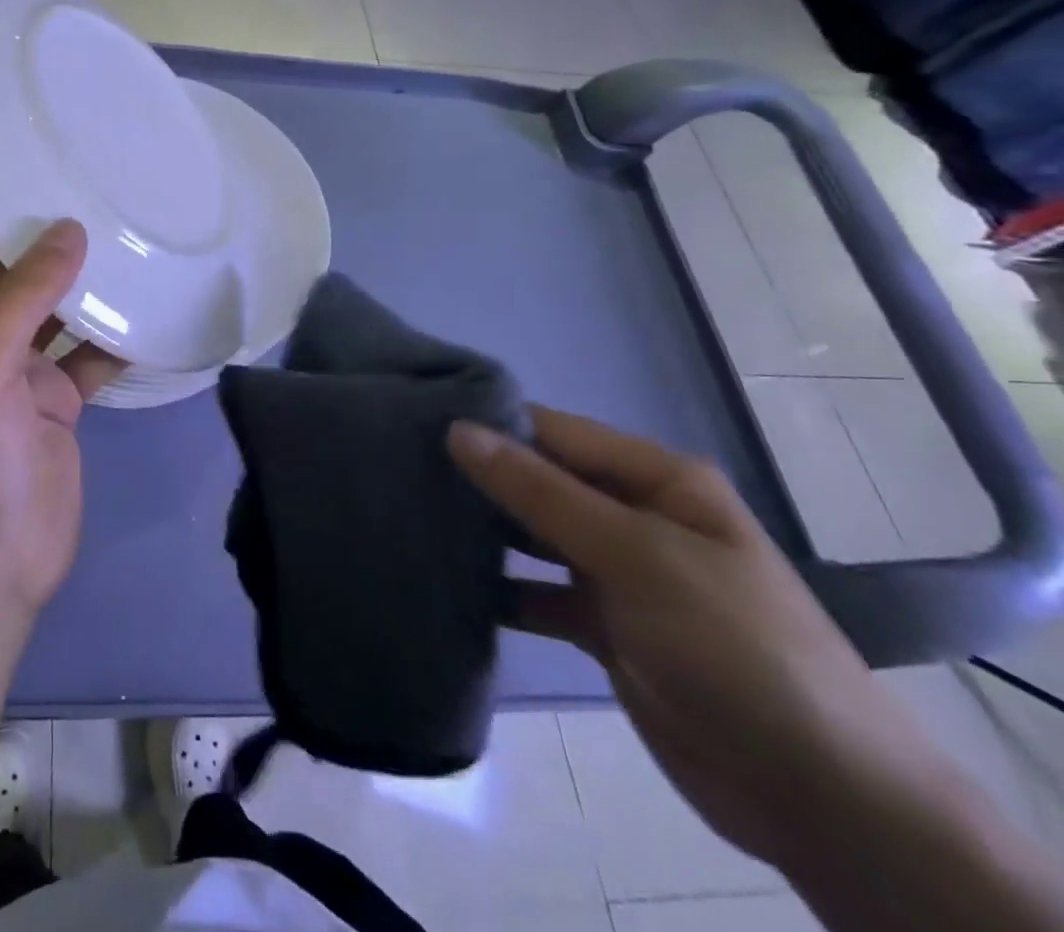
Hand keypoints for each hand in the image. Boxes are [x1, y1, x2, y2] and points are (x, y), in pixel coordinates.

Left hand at [0, 196, 121, 677]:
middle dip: (41, 230)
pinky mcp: (55, 401)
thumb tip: (68, 230)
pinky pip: (86, 353)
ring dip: (83, 276)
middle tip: (89, 175)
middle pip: (7, 268)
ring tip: (126, 224)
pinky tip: (148, 300)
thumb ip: (21, 297)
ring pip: (52, 307)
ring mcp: (16, 370)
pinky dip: (112, 332)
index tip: (13, 146)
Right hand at [448, 407, 951, 873]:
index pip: (554, 432)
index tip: (414, 421)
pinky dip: (500, 589)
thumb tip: (459, 431)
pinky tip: (446, 581)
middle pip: (540, 481)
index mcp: (656, 480)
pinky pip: (538, 592)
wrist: (820, 796)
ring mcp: (619, 573)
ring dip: (483, 532)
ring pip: (533, 535)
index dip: (490, 425)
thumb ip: (541, 492)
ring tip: (407, 514)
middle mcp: (634, 516)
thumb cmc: (732, 645)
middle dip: (478, 477)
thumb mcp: (635, 555)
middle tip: (397, 468)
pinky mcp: (604, 626)